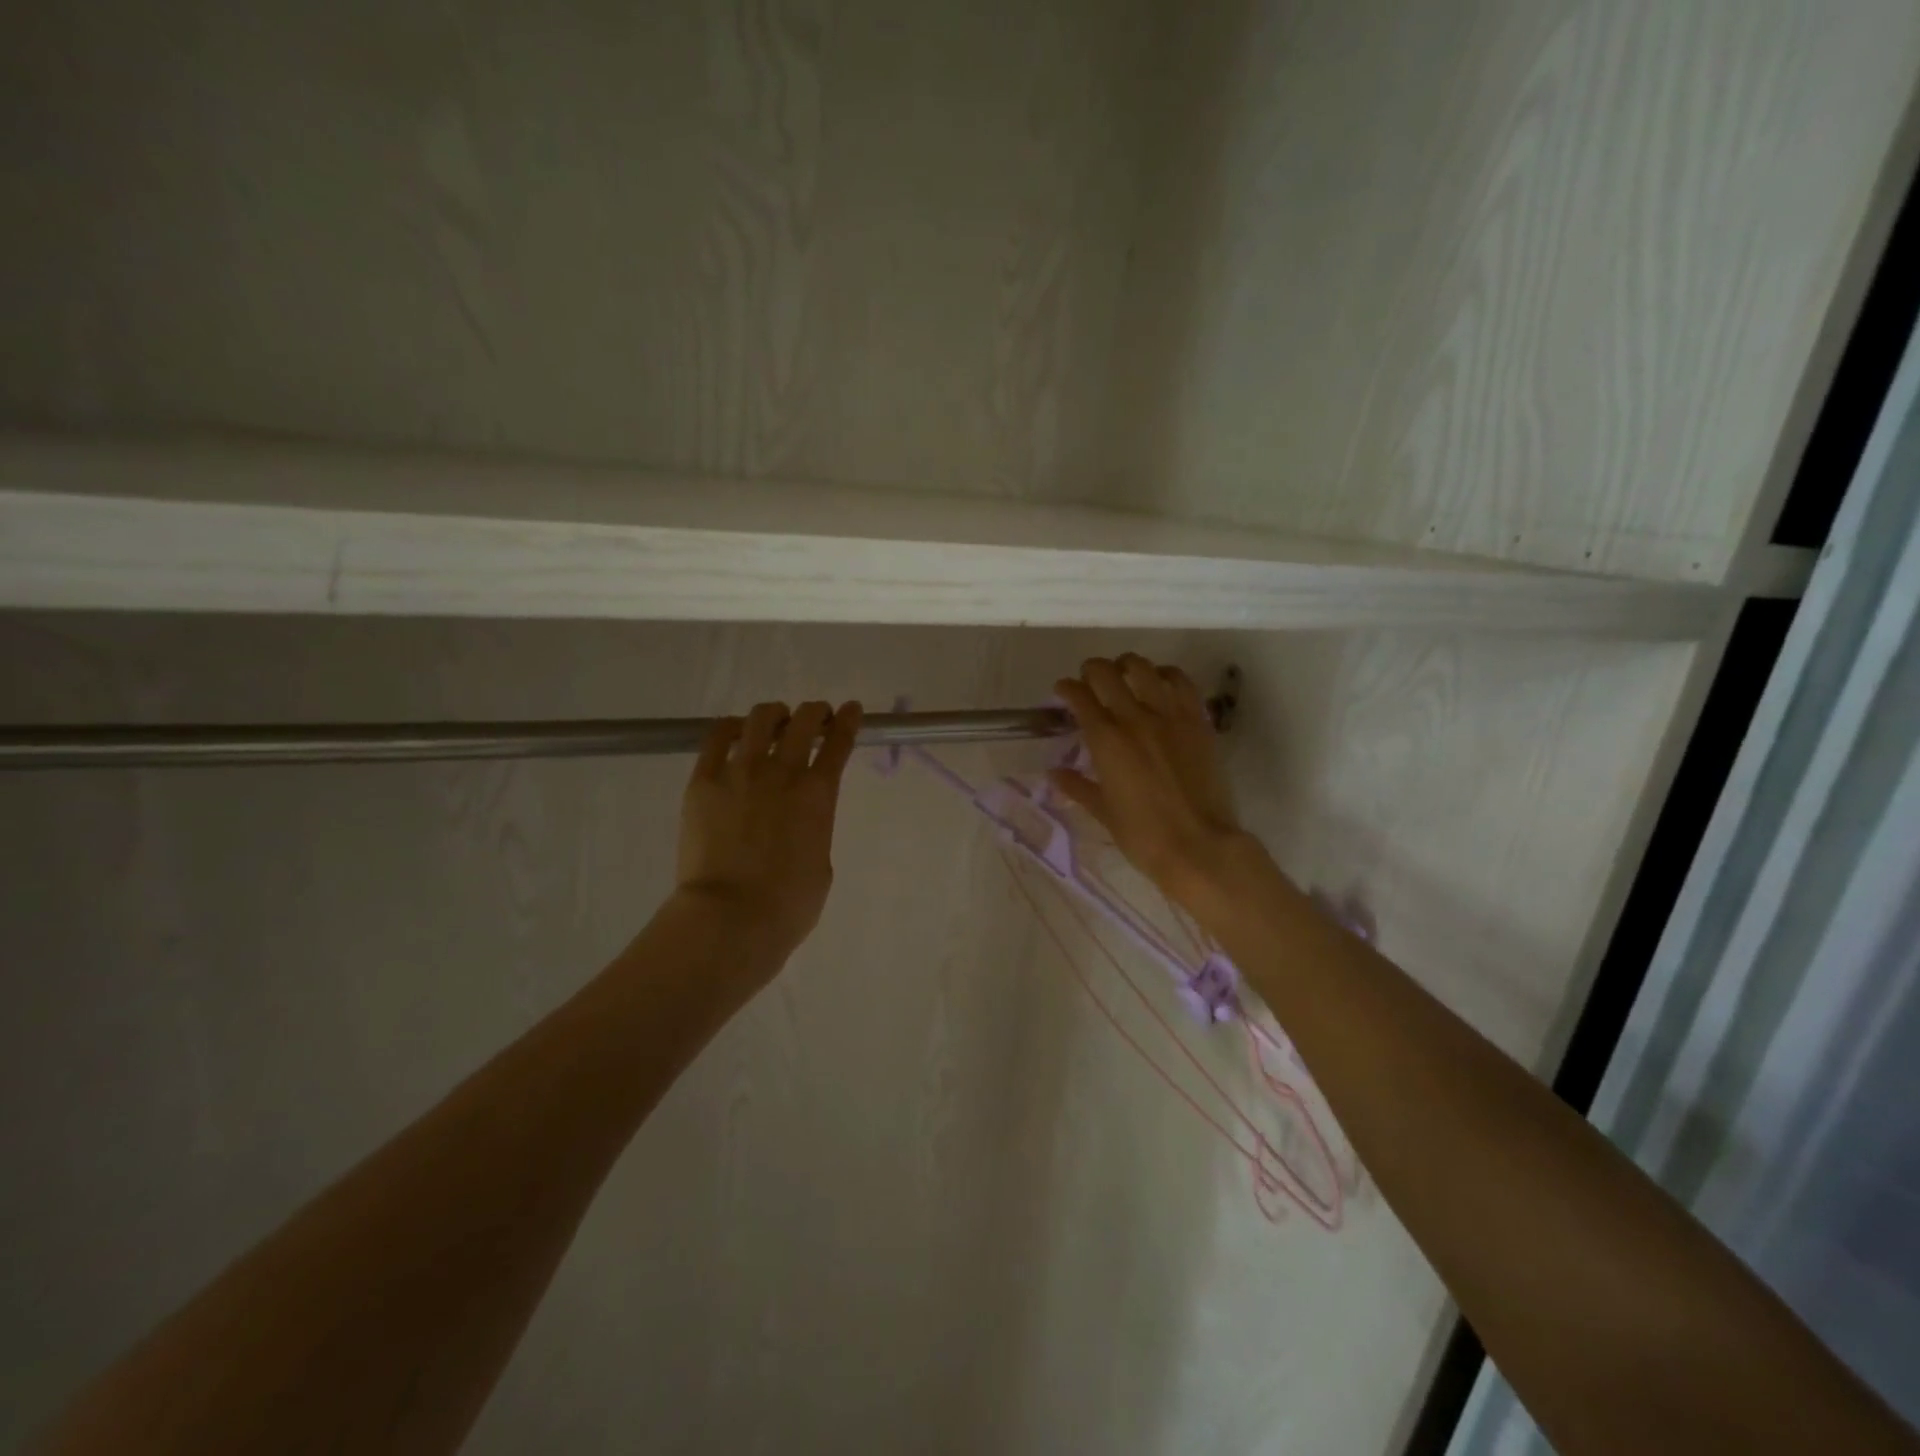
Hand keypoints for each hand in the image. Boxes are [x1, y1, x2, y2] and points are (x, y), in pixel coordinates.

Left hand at [676, 700, 862, 957]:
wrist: (730, 918)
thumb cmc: (787, 905)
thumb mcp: (821, 864)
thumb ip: (814, 830)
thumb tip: (800, 820)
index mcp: (818, 794)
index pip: (839, 742)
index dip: (847, 720)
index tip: (850, 709)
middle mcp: (783, 772)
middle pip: (803, 721)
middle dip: (814, 712)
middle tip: (814, 718)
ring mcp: (740, 772)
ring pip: (761, 719)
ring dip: (775, 714)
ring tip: (774, 721)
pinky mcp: (703, 781)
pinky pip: (716, 737)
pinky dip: (731, 727)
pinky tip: (735, 731)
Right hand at [1052, 656, 1264, 907]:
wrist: (1199, 846)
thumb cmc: (1143, 835)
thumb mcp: (1103, 811)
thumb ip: (1077, 786)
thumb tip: (1054, 773)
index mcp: (1106, 740)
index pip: (1079, 696)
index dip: (1067, 688)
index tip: (1063, 691)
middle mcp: (1135, 718)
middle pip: (1107, 672)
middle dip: (1092, 670)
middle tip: (1090, 682)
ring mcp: (1170, 716)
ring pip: (1144, 668)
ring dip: (1127, 666)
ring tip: (1124, 676)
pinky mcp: (1198, 721)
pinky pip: (1181, 682)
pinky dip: (1165, 675)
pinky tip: (1159, 684)